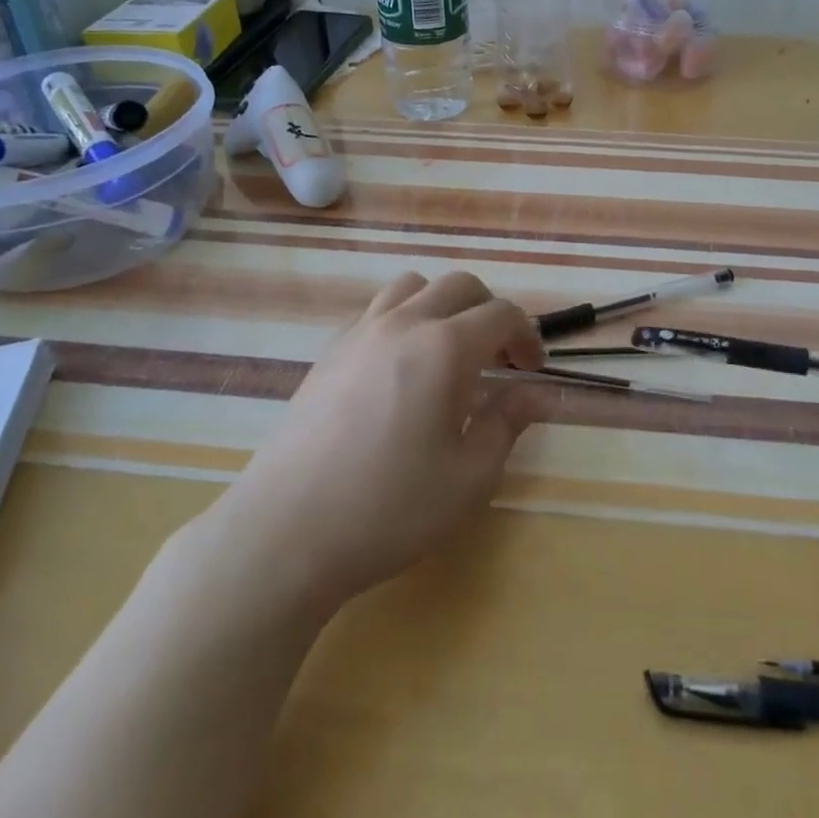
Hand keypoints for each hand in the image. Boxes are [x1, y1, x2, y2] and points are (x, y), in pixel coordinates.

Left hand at [212, 271, 545, 616]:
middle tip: (498, 359)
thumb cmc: (390, 508)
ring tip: (447, 352)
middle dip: (489, 312)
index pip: (501, 314)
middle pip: (459, 285)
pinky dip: (402, 320)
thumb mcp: (469, 478)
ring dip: (442, 306)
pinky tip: (399, 369)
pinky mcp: (329, 352)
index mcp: (445, 347)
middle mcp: (403, 324)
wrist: (286, 531)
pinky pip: (376, 311)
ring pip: (412, 287)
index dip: (527, 336)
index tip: (532, 370)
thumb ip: (506, 424)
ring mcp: (360, 333)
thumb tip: (529, 393)